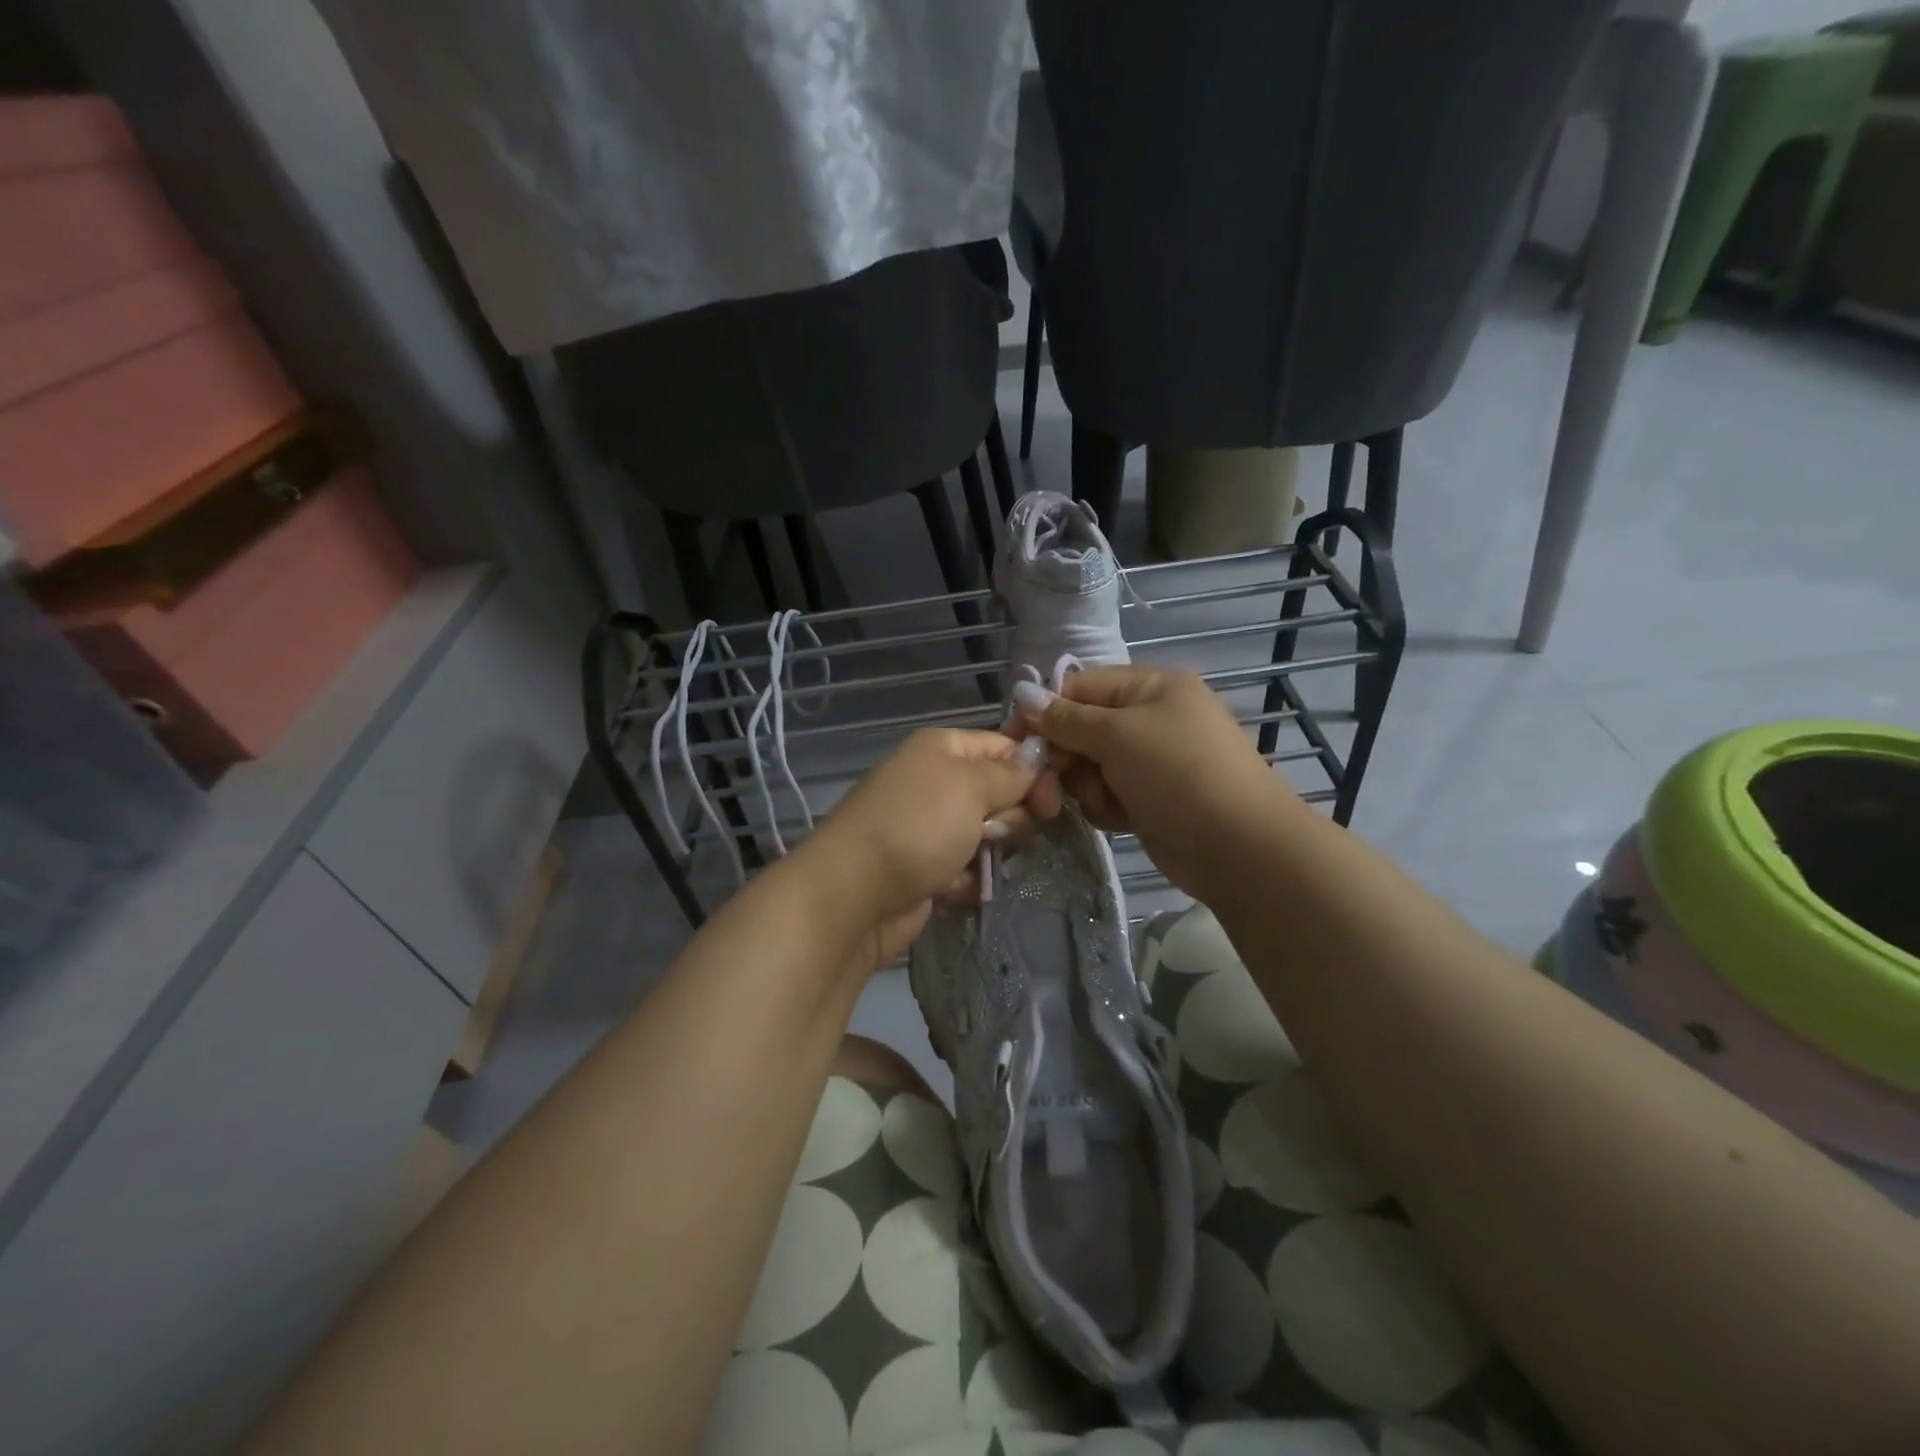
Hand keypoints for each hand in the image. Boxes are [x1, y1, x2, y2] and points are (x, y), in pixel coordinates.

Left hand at [793, 728, 1050, 965]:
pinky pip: (967, 869)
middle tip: (1001, 836)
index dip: (1033, 770)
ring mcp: (929, 828)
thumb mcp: (971, 787)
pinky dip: (966, 881)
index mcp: (943, 749)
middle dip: (1011, 817)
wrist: (854, 893)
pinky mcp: (926, 869)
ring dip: (990, 853)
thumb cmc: (917, 826)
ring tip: (975, 865)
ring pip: (988, 835)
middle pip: (1000, 793)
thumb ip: (1011, 774)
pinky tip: (951, 889)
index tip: (1052, 802)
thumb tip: (1036, 760)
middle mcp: (936, 782)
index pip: (1004, 747)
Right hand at [1013, 666, 1293, 898]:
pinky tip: (1120, 819)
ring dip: (1087, 786)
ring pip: (1090, 765)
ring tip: (1105, 803)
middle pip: (1082, 728)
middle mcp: (1151, 718)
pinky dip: (1106, 806)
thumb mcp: (1117, 735)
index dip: (1046, 710)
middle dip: (1067, 755)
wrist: (1238, 846)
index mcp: (1151, 687)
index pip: (1081, 686)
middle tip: (1052, 782)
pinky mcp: (1151, 799)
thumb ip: (1065, 718)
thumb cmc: (1177, 772)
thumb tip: (1022, 694)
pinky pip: (1108, 793)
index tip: (1017, 740)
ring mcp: (1152, 761)